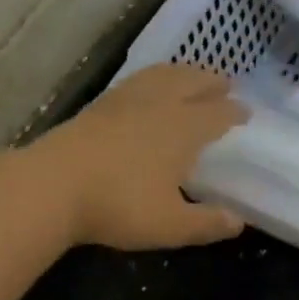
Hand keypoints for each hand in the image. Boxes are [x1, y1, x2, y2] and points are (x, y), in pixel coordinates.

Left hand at [30, 64, 247, 250]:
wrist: (52, 186)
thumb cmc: (119, 205)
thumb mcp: (170, 226)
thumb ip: (206, 223)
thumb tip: (238, 222)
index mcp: (183, 128)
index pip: (217, 113)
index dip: (234, 112)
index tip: (246, 112)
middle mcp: (158, 104)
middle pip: (191, 82)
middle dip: (211, 82)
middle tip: (225, 83)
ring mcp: (123, 101)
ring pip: (161, 76)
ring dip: (181, 73)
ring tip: (189, 77)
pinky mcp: (96, 107)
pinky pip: (134, 83)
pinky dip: (151, 80)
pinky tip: (144, 92)